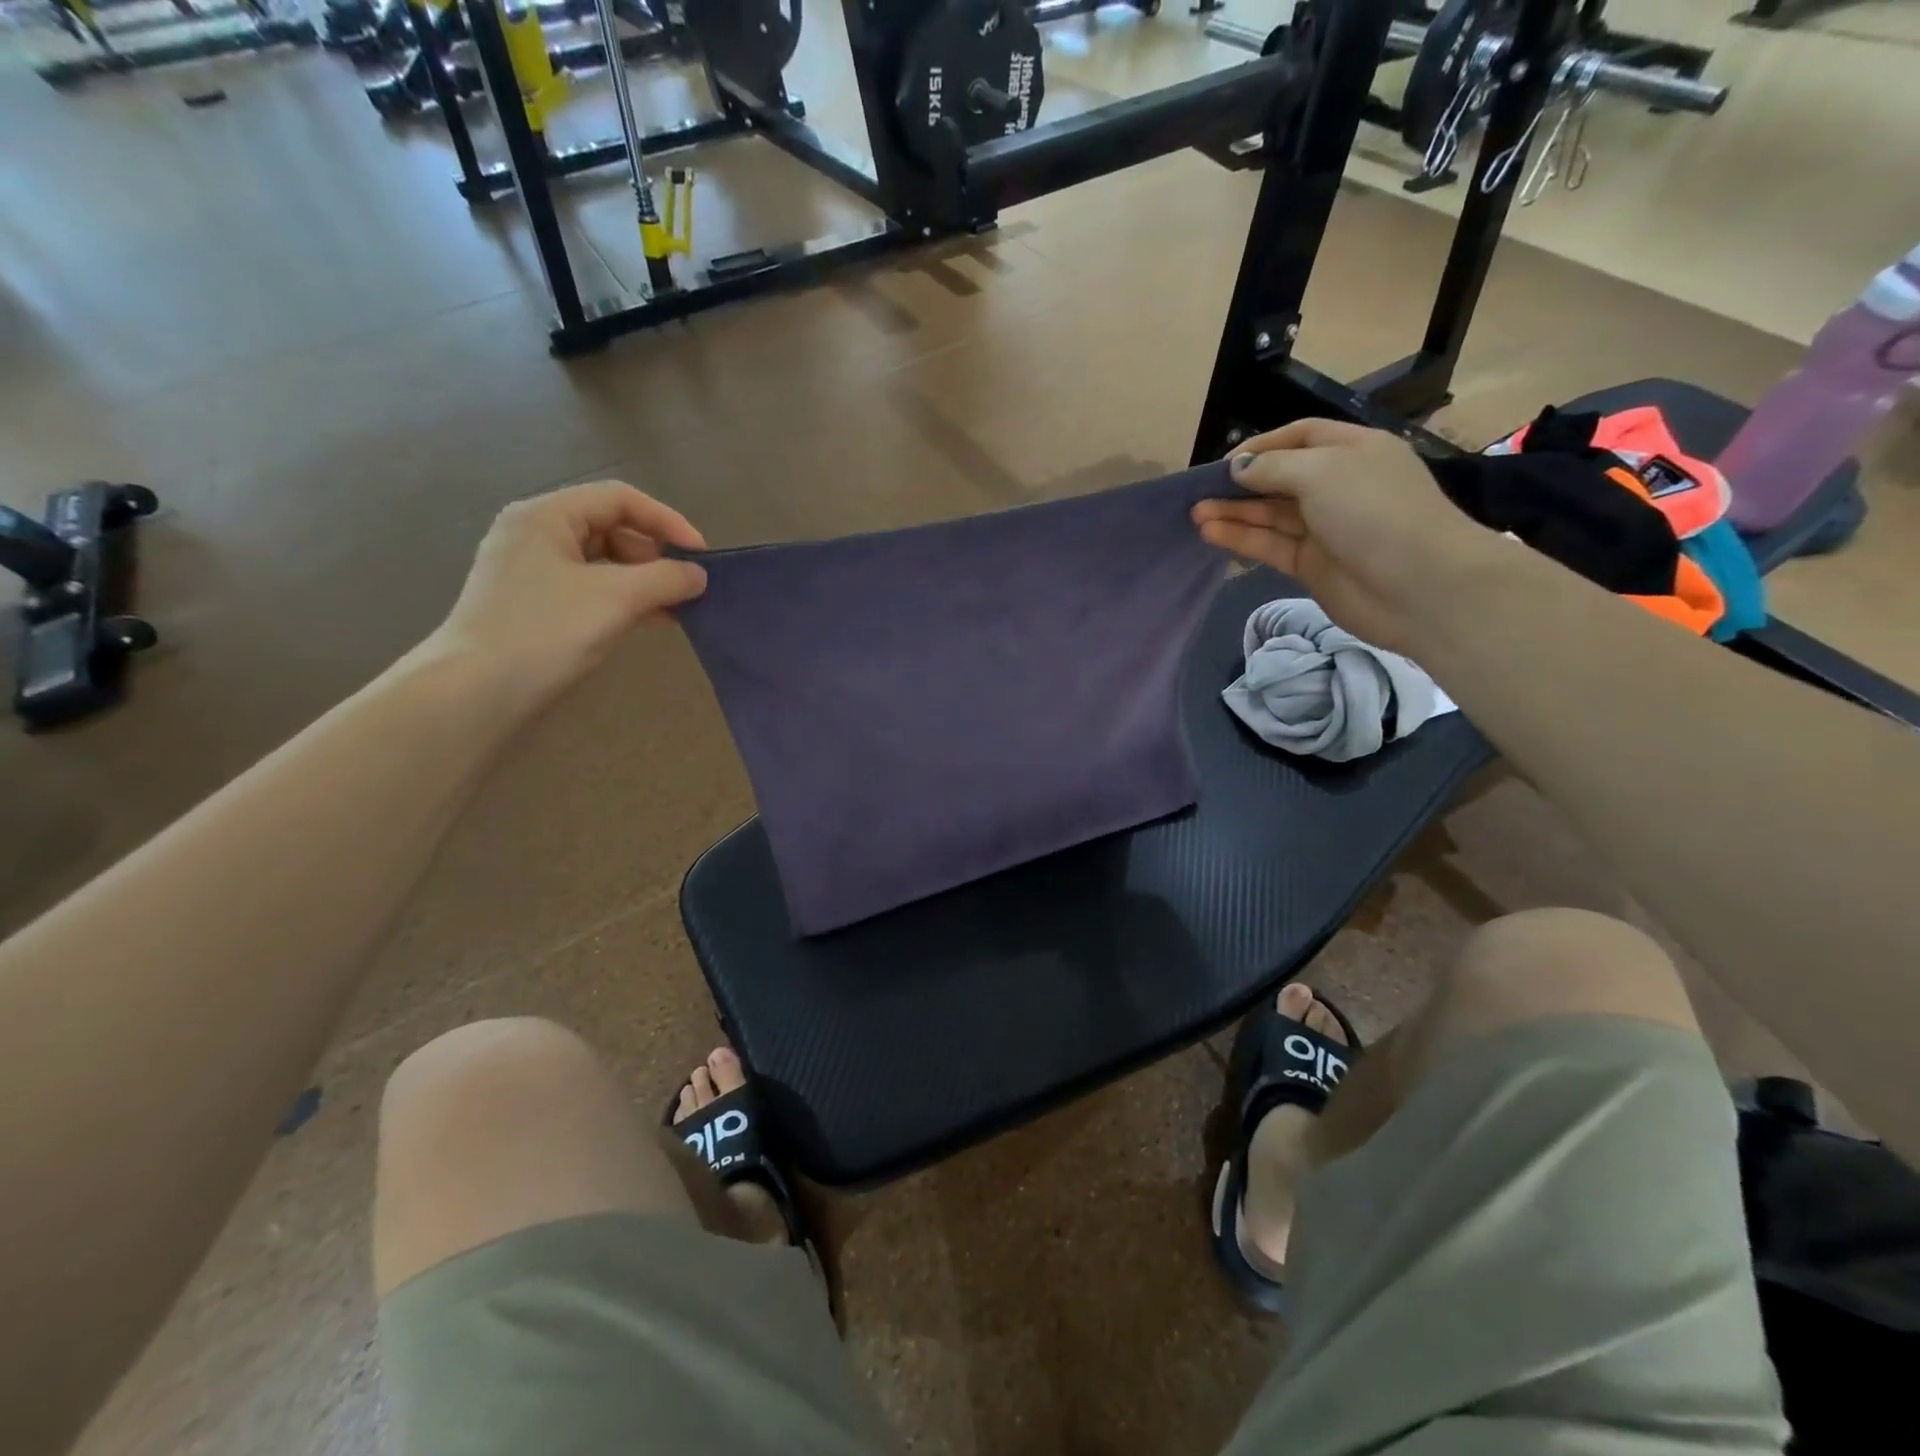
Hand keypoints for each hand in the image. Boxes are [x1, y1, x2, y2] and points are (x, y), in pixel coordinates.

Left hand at [424, 480, 707, 708]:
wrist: (476, 693)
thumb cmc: (545, 632)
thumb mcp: (616, 599)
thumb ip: (665, 579)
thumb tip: (699, 575)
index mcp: (547, 516)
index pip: (620, 499)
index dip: (667, 521)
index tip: (702, 556)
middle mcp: (535, 534)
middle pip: (611, 527)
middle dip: (656, 554)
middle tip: (688, 586)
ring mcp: (531, 571)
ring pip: (603, 562)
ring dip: (644, 581)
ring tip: (677, 608)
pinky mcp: (534, 605)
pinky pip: (590, 588)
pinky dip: (623, 599)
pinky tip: (649, 621)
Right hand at [1191, 419, 1504, 651]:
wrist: (1419, 586)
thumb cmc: (1374, 511)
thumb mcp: (1322, 472)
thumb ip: (1273, 469)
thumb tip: (1238, 469)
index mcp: (1353, 450)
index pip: (1301, 437)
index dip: (1262, 446)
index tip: (1224, 463)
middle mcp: (1339, 485)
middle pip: (1280, 478)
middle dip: (1240, 484)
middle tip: (1199, 493)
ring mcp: (1325, 528)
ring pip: (1271, 515)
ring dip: (1234, 513)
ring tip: (1196, 516)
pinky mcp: (1312, 565)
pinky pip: (1271, 545)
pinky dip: (1242, 539)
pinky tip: (1211, 534)